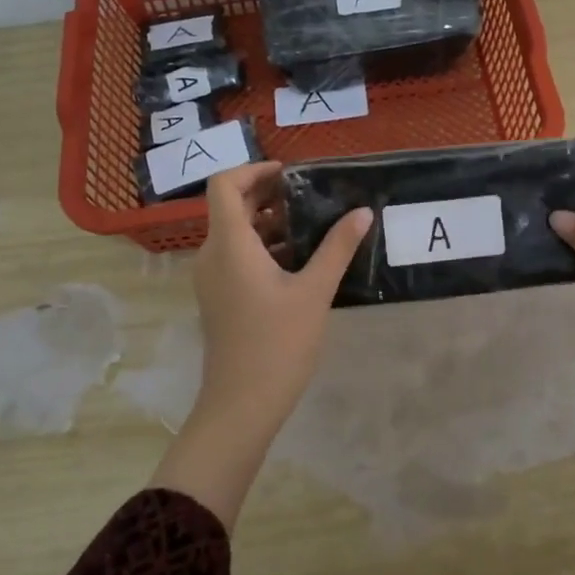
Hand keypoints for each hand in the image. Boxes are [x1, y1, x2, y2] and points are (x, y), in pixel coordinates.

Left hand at [149, 162, 371, 527]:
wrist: (241, 404)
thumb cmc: (277, 343)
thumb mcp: (314, 291)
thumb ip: (338, 247)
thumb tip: (362, 213)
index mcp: (230, 244)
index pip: (225, 185)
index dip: (254, 170)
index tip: (291, 175)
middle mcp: (212, 254)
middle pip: (232, 206)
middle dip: (269, 195)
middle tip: (311, 196)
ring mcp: (213, 278)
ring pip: (236, 233)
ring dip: (270, 222)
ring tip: (313, 224)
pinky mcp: (220, 297)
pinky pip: (237, 256)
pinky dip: (264, 246)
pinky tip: (300, 259)